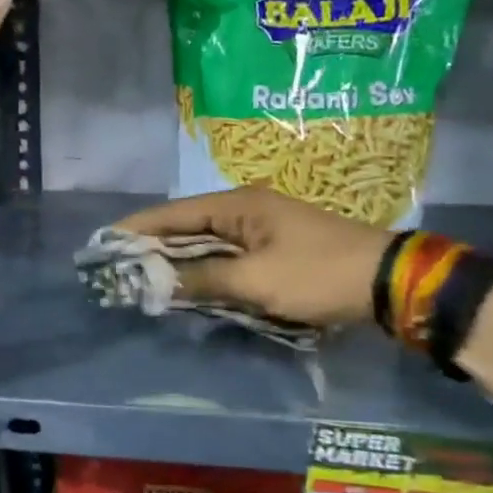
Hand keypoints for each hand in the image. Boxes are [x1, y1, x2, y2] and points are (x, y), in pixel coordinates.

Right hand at [114, 187, 390, 327]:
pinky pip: (228, 258)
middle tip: (119, 266)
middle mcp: (246, 210)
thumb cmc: (317, 274)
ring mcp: (262, 230)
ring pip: (207, 244)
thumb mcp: (256, 281)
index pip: (175, 213)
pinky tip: (188, 286)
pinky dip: (206, 271)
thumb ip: (202, 280)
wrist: (387, 282)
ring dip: (179, 261)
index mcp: (238, 205)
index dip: (139, 227)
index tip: (105, 241)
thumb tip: (156, 282)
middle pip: (188, 226)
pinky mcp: (275, 250)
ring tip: (143, 277)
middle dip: (154, 246)